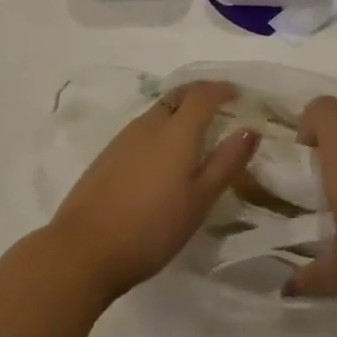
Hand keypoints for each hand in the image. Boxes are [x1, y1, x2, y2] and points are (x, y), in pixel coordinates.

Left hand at [48, 80, 259, 304]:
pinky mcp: (109, 152)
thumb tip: (251, 129)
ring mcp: (126, 136)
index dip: (221, 89)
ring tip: (196, 129)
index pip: (202, 94)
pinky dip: (162, 126)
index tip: (237, 94)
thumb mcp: (199, 199)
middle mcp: (151, 123)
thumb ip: (226, 162)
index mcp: (177, 130)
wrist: (85, 246)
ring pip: (159, 110)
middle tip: (220, 104)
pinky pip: (144, 126)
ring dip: (180, 109)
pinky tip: (164, 153)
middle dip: (201, 93)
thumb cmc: (152, 227)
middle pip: (179, 95)